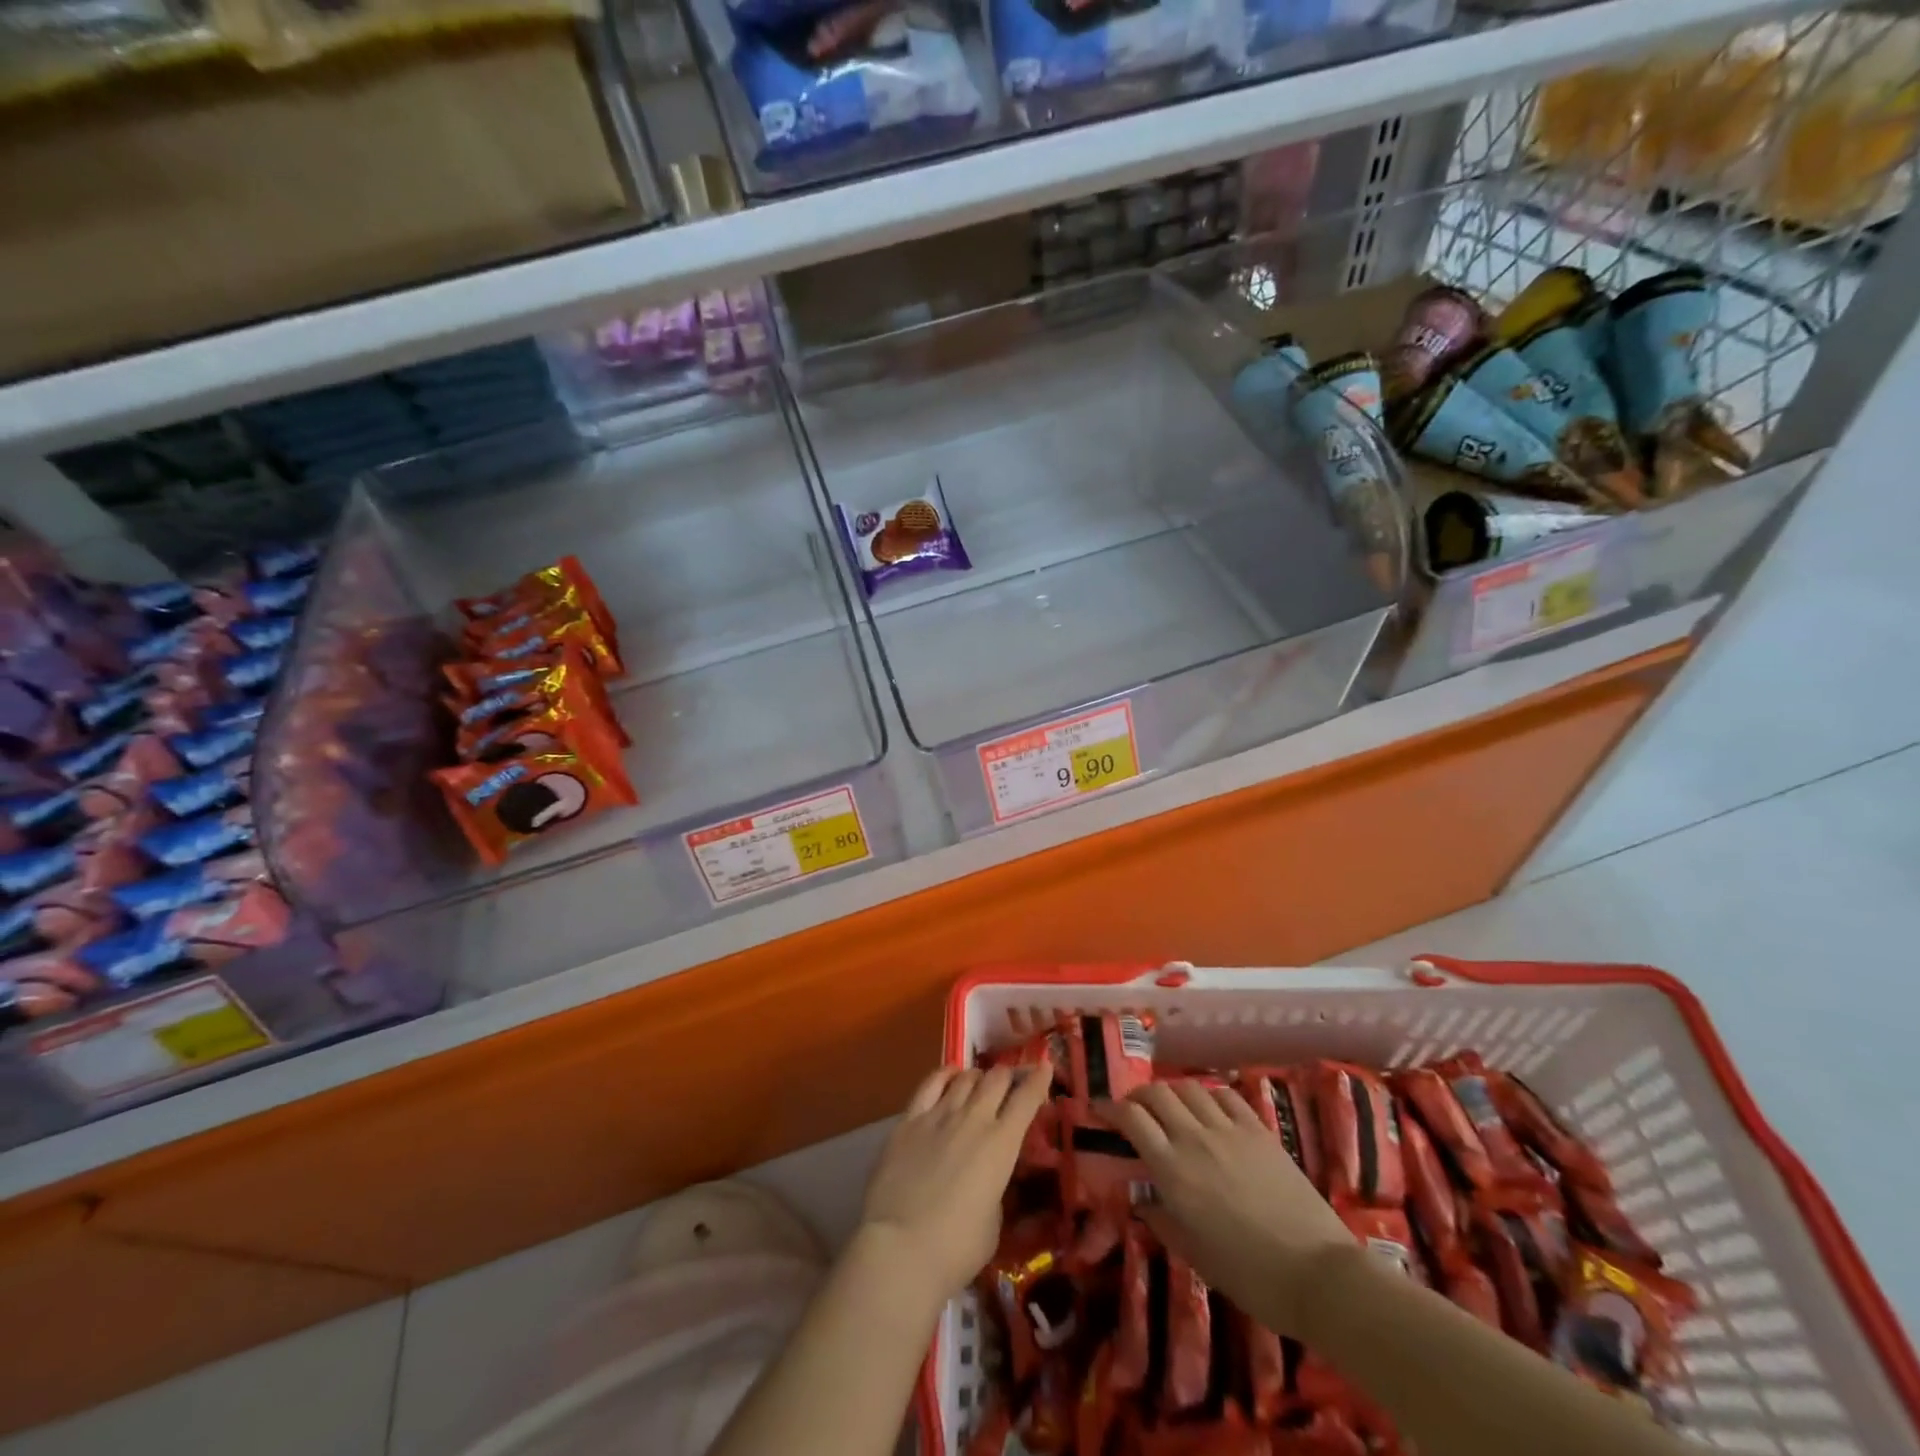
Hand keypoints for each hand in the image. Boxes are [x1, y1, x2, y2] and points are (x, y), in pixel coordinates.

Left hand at [856, 1065, 1050, 1302]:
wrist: (901, 1247)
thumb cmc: (956, 1248)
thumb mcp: (993, 1222)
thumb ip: (995, 1189)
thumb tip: (987, 1177)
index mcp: (1002, 1144)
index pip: (1026, 1099)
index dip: (1038, 1079)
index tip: (1044, 1067)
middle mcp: (974, 1119)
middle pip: (997, 1078)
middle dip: (1008, 1076)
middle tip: (1011, 1082)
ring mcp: (939, 1114)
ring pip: (966, 1077)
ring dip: (978, 1077)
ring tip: (979, 1084)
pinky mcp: (909, 1119)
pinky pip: (931, 1083)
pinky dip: (945, 1074)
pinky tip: (949, 1076)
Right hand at [1106, 1080, 1351, 1335]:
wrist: (1318, 1274)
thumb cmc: (1250, 1276)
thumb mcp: (1195, 1256)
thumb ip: (1162, 1220)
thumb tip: (1144, 1200)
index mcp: (1173, 1170)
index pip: (1132, 1118)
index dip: (1111, 1108)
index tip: (1101, 1111)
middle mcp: (1195, 1139)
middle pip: (1156, 1093)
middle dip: (1139, 1096)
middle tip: (1134, 1109)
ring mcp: (1229, 1130)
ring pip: (1189, 1087)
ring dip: (1172, 1092)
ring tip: (1170, 1107)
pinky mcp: (1259, 1130)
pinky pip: (1226, 1095)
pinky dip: (1209, 1094)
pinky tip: (1209, 1108)